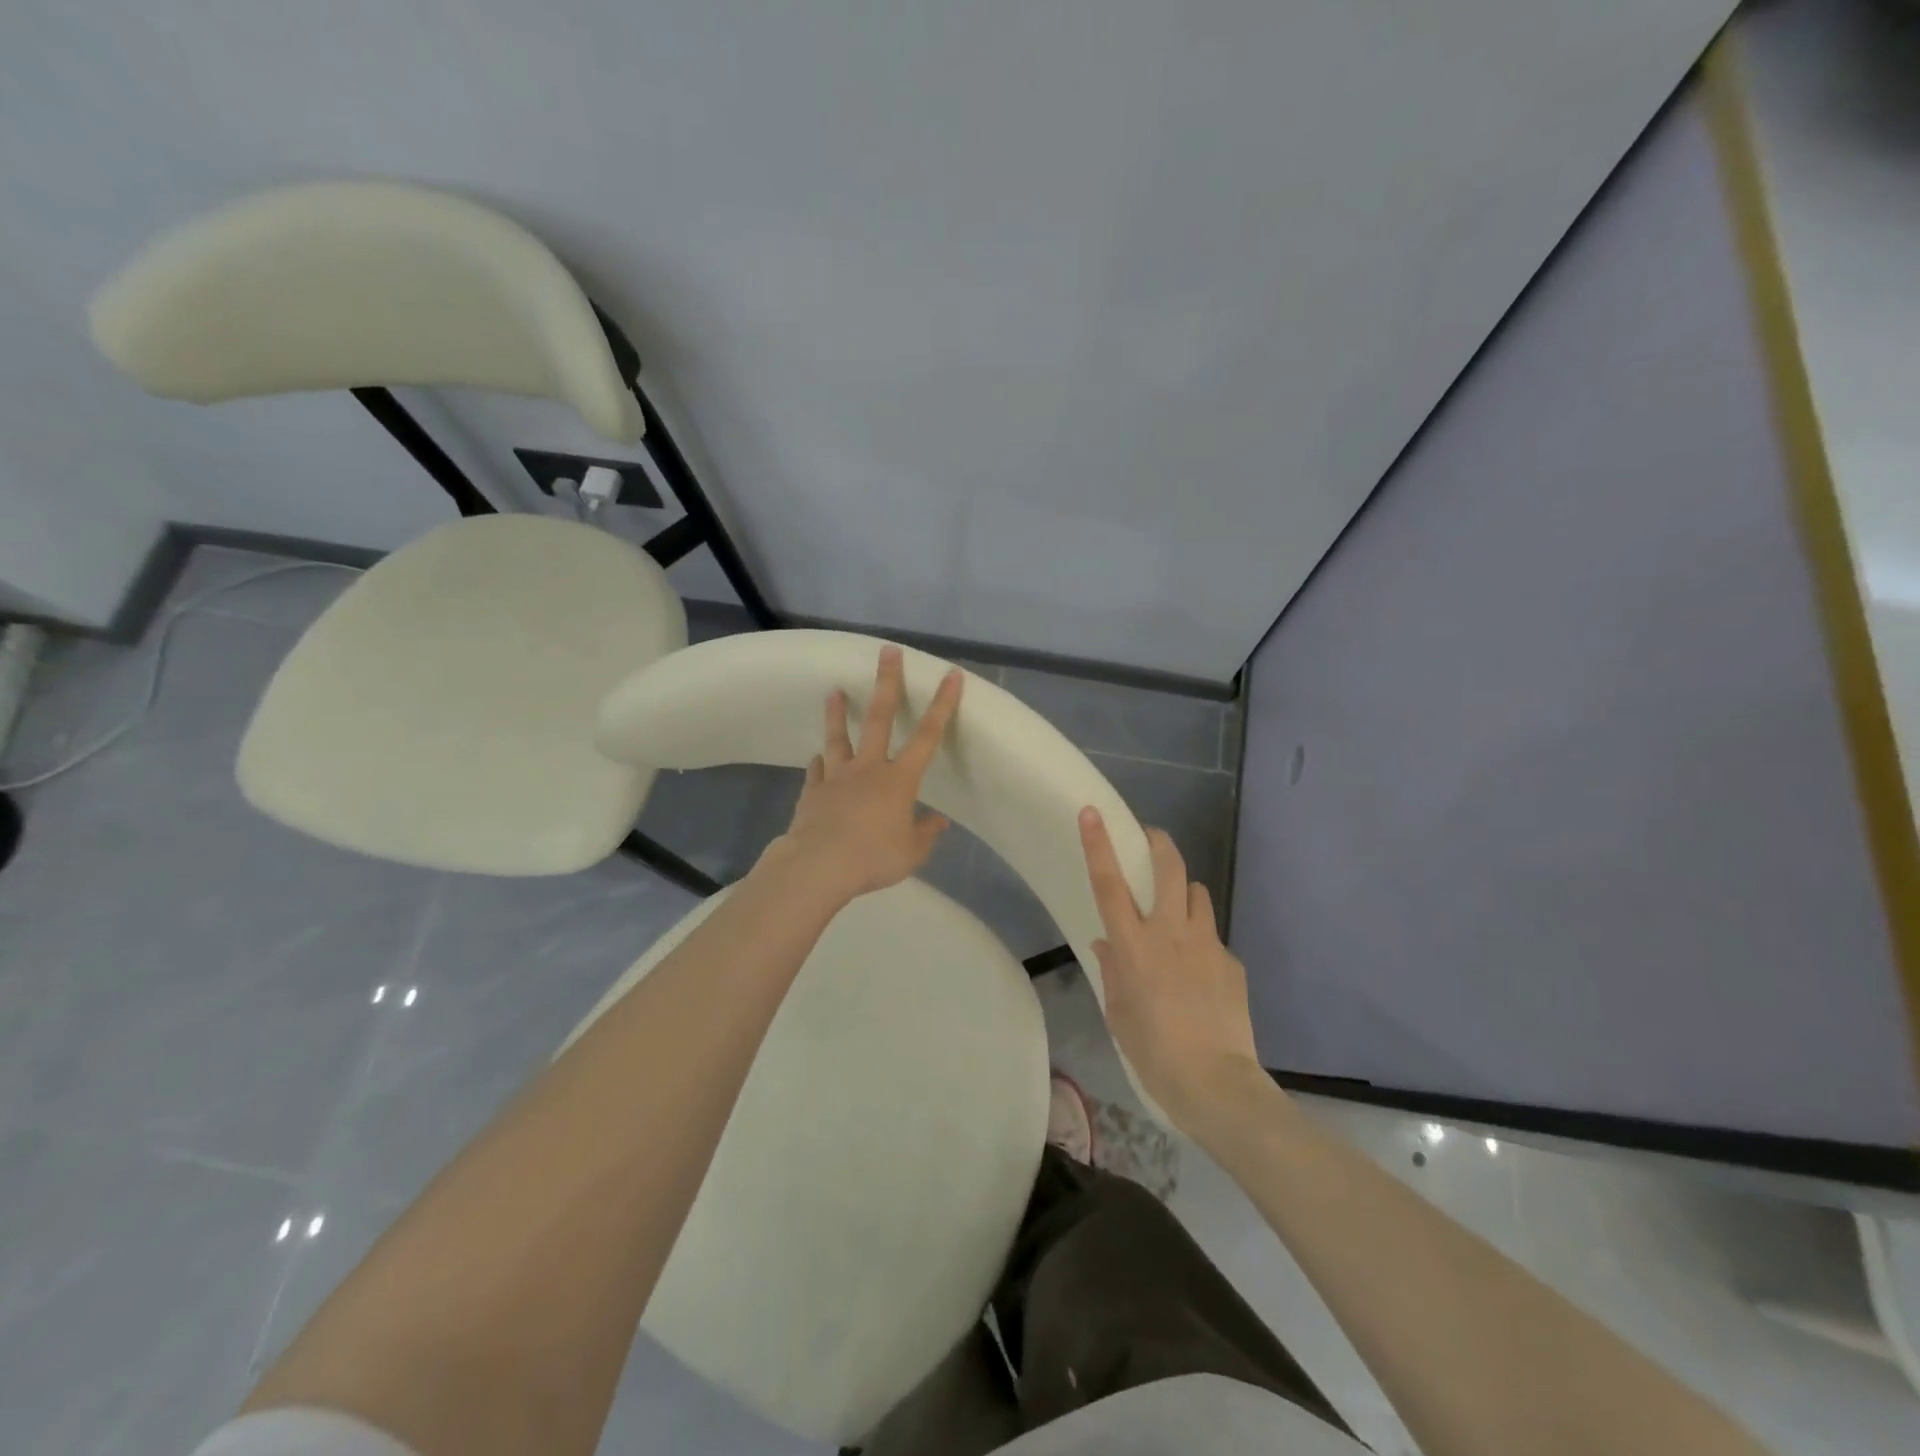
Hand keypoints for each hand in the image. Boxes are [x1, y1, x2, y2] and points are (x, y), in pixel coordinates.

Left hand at [767, 646, 962, 901]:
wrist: (818, 865)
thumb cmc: (873, 857)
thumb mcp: (912, 852)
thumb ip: (926, 833)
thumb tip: (939, 821)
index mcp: (899, 780)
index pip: (928, 735)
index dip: (942, 704)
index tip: (950, 675)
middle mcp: (869, 768)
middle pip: (879, 718)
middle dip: (886, 683)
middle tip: (887, 652)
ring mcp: (837, 777)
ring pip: (838, 738)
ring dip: (837, 714)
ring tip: (833, 691)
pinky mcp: (813, 791)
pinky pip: (817, 771)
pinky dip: (819, 763)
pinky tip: (816, 758)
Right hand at [1079, 807, 1262, 1130]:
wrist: (1216, 1084)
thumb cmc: (1154, 1052)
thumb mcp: (1119, 1013)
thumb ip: (1113, 971)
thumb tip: (1107, 944)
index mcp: (1134, 946)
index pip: (1109, 884)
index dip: (1099, 845)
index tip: (1093, 812)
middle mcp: (1170, 933)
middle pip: (1170, 867)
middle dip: (1159, 843)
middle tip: (1151, 839)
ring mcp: (1206, 943)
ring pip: (1197, 893)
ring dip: (1184, 894)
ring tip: (1178, 916)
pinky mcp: (1232, 961)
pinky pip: (1212, 937)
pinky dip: (1202, 942)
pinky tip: (1201, 975)